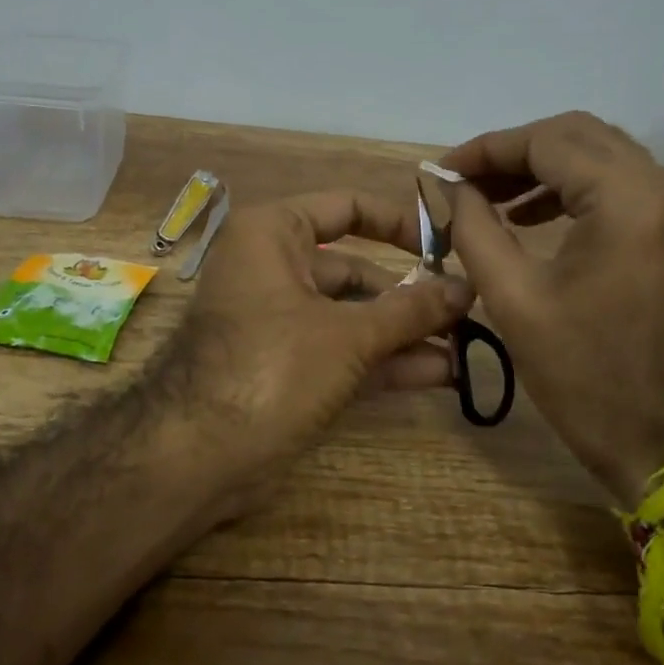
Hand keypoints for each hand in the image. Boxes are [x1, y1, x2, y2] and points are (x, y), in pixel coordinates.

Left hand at [158, 190, 474, 507]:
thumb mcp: (348, 335)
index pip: (346, 207)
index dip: (399, 222)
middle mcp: (274, 268)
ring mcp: (279, 321)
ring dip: (405, 333)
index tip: (447, 242)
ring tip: (465, 345)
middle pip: (355, 269)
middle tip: (467, 310)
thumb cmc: (270, 368)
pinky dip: (384, 361)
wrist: (196, 457)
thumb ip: (410, 310)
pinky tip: (439, 373)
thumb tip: (466, 288)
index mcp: (274, 235)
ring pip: (352, 316)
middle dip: (411, 294)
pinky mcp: (286, 367)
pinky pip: (342, 351)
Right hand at [438, 112, 663, 504]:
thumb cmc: (583, 373)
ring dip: (540, 167)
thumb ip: (472, 228)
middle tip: (464, 181)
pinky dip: (569, 188)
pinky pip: (616, 184)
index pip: (546, 141)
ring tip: (488, 198)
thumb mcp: (512, 297)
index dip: (486, 149)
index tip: (442, 170)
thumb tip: (446, 187)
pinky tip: (529, 214)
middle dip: (513, 152)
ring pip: (597, 154)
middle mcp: (661, 187)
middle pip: (575, 135)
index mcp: (626, 200)